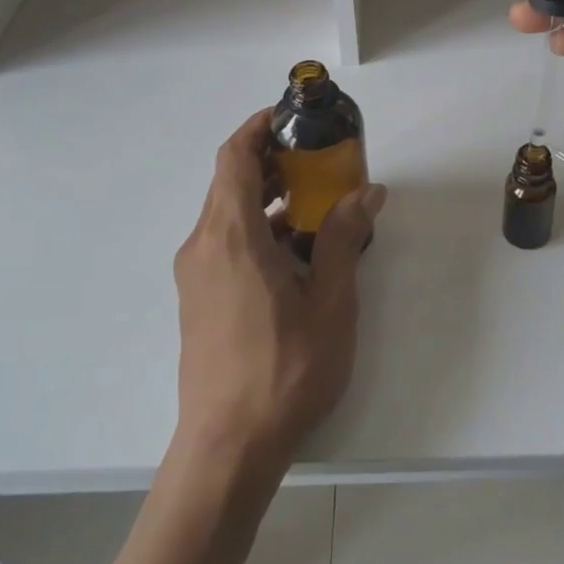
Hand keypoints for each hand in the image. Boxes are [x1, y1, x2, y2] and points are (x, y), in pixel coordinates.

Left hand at [173, 111, 386, 480]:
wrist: (228, 446)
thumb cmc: (285, 370)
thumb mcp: (329, 301)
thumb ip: (343, 238)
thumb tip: (367, 191)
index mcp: (231, 236)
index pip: (234, 157)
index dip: (258, 127)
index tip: (291, 117)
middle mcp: (203, 245)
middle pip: (229, 180)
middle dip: (269, 160)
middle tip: (316, 158)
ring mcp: (195, 273)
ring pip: (226, 212)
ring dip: (264, 196)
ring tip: (312, 201)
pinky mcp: (197, 298)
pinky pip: (224, 242)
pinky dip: (254, 227)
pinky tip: (292, 251)